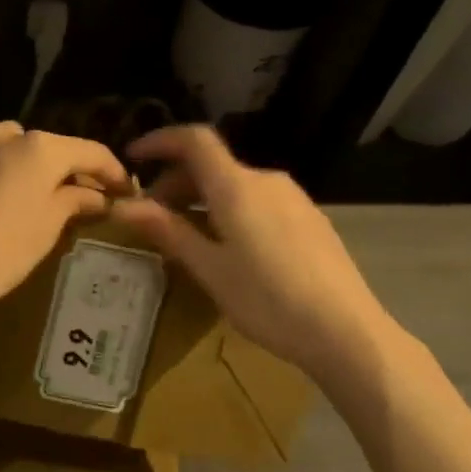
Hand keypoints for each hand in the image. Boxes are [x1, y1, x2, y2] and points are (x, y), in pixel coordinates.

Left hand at [0, 112, 131, 325]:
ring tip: (24, 184)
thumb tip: (97, 195)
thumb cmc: (0, 254)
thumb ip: (74, 202)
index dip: (112, 171)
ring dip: (22, 155)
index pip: (90, 153)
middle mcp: (8, 134)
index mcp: (43, 150)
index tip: (124, 191)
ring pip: (8, 136)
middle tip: (75, 198)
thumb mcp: (46, 230)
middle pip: (48, 146)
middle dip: (65, 168)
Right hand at [111, 125, 400, 378]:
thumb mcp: (209, 269)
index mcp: (237, 186)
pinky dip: (229, 210)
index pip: (193, 140)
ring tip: (185, 236)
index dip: (159, 141)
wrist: (347, 331)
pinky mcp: (310, 219)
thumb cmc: (268, 300)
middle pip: (212, 164)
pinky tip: (227, 247)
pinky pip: (257, 201)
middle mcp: (266, 181)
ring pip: (235, 185)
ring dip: (202, 199)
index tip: (133, 159)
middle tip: (152, 217)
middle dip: (175, 182)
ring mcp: (293, 199)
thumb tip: (123, 205)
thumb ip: (167, 230)